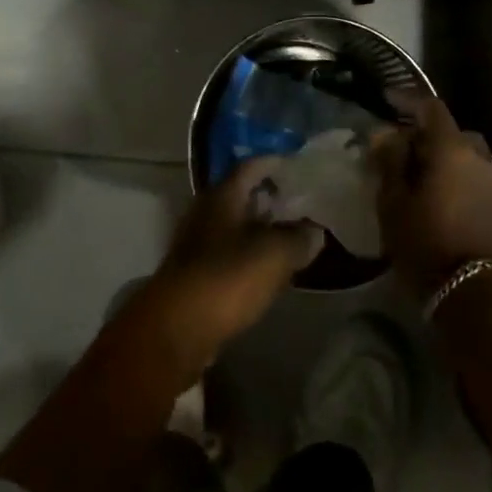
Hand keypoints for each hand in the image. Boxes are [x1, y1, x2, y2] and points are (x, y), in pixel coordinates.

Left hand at [140, 158, 323, 371]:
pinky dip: (249, 255)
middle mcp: (206, 211)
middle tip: (299, 203)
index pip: (250, 166)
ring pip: (234, 226)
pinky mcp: (195, 275)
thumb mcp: (274, 255)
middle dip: (269, 197)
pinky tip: (267, 269)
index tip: (296, 164)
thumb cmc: (226, 278)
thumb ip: (297, 240)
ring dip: (259, 229)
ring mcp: (197, 243)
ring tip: (290, 237)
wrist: (177, 328)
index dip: (274, 163)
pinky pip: (228, 254)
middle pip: (241, 195)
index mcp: (223, 195)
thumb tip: (314, 232)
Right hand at [371, 91, 491, 298]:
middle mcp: (479, 156)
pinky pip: (472, 173)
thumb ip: (390, 160)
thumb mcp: (393, 200)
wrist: (469, 293)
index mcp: (452, 149)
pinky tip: (435, 191)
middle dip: (424, 133)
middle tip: (398, 146)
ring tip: (415, 171)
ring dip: (441, 155)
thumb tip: (386, 134)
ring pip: (463, 153)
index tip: (386, 99)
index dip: (407, 100)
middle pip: (449, 131)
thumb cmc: (424, 241)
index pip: (431, 108)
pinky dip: (454, 173)